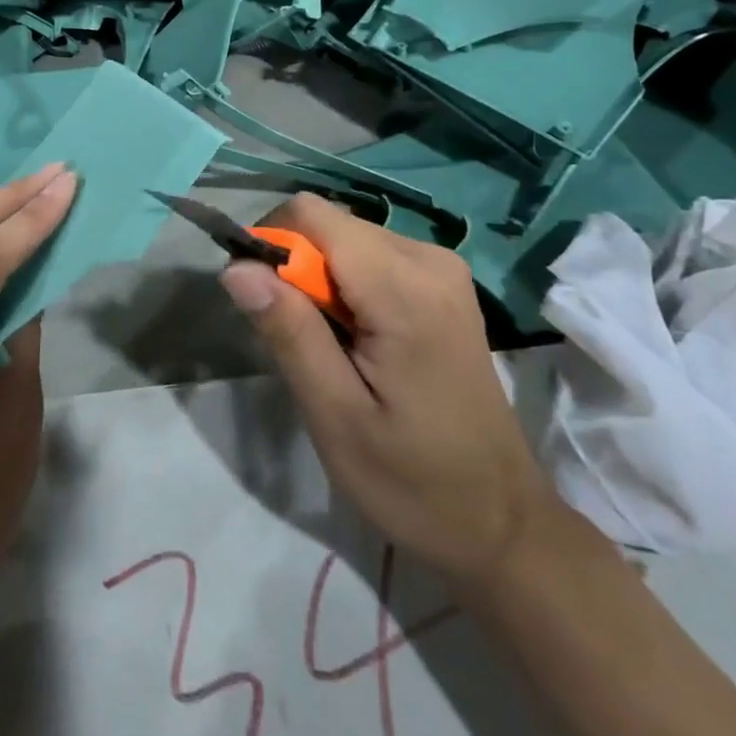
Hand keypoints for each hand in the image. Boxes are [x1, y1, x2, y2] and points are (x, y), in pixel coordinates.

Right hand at [220, 194, 557, 597]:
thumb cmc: (412, 480)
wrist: (499, 521)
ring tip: (328, 346)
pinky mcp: (443, 283)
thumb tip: (236, 266)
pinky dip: (346, 285)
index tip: (263, 305)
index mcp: (404, 287)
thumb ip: (288, 331)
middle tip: (297, 339)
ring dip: (319, 279)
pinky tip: (356, 339)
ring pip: (346, 237)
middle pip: (329, 224)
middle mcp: (428, 258)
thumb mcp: (335, 415)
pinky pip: (372, 256)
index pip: (311, 215)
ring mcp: (442, 268)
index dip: (271, 246)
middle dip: (295, 267)